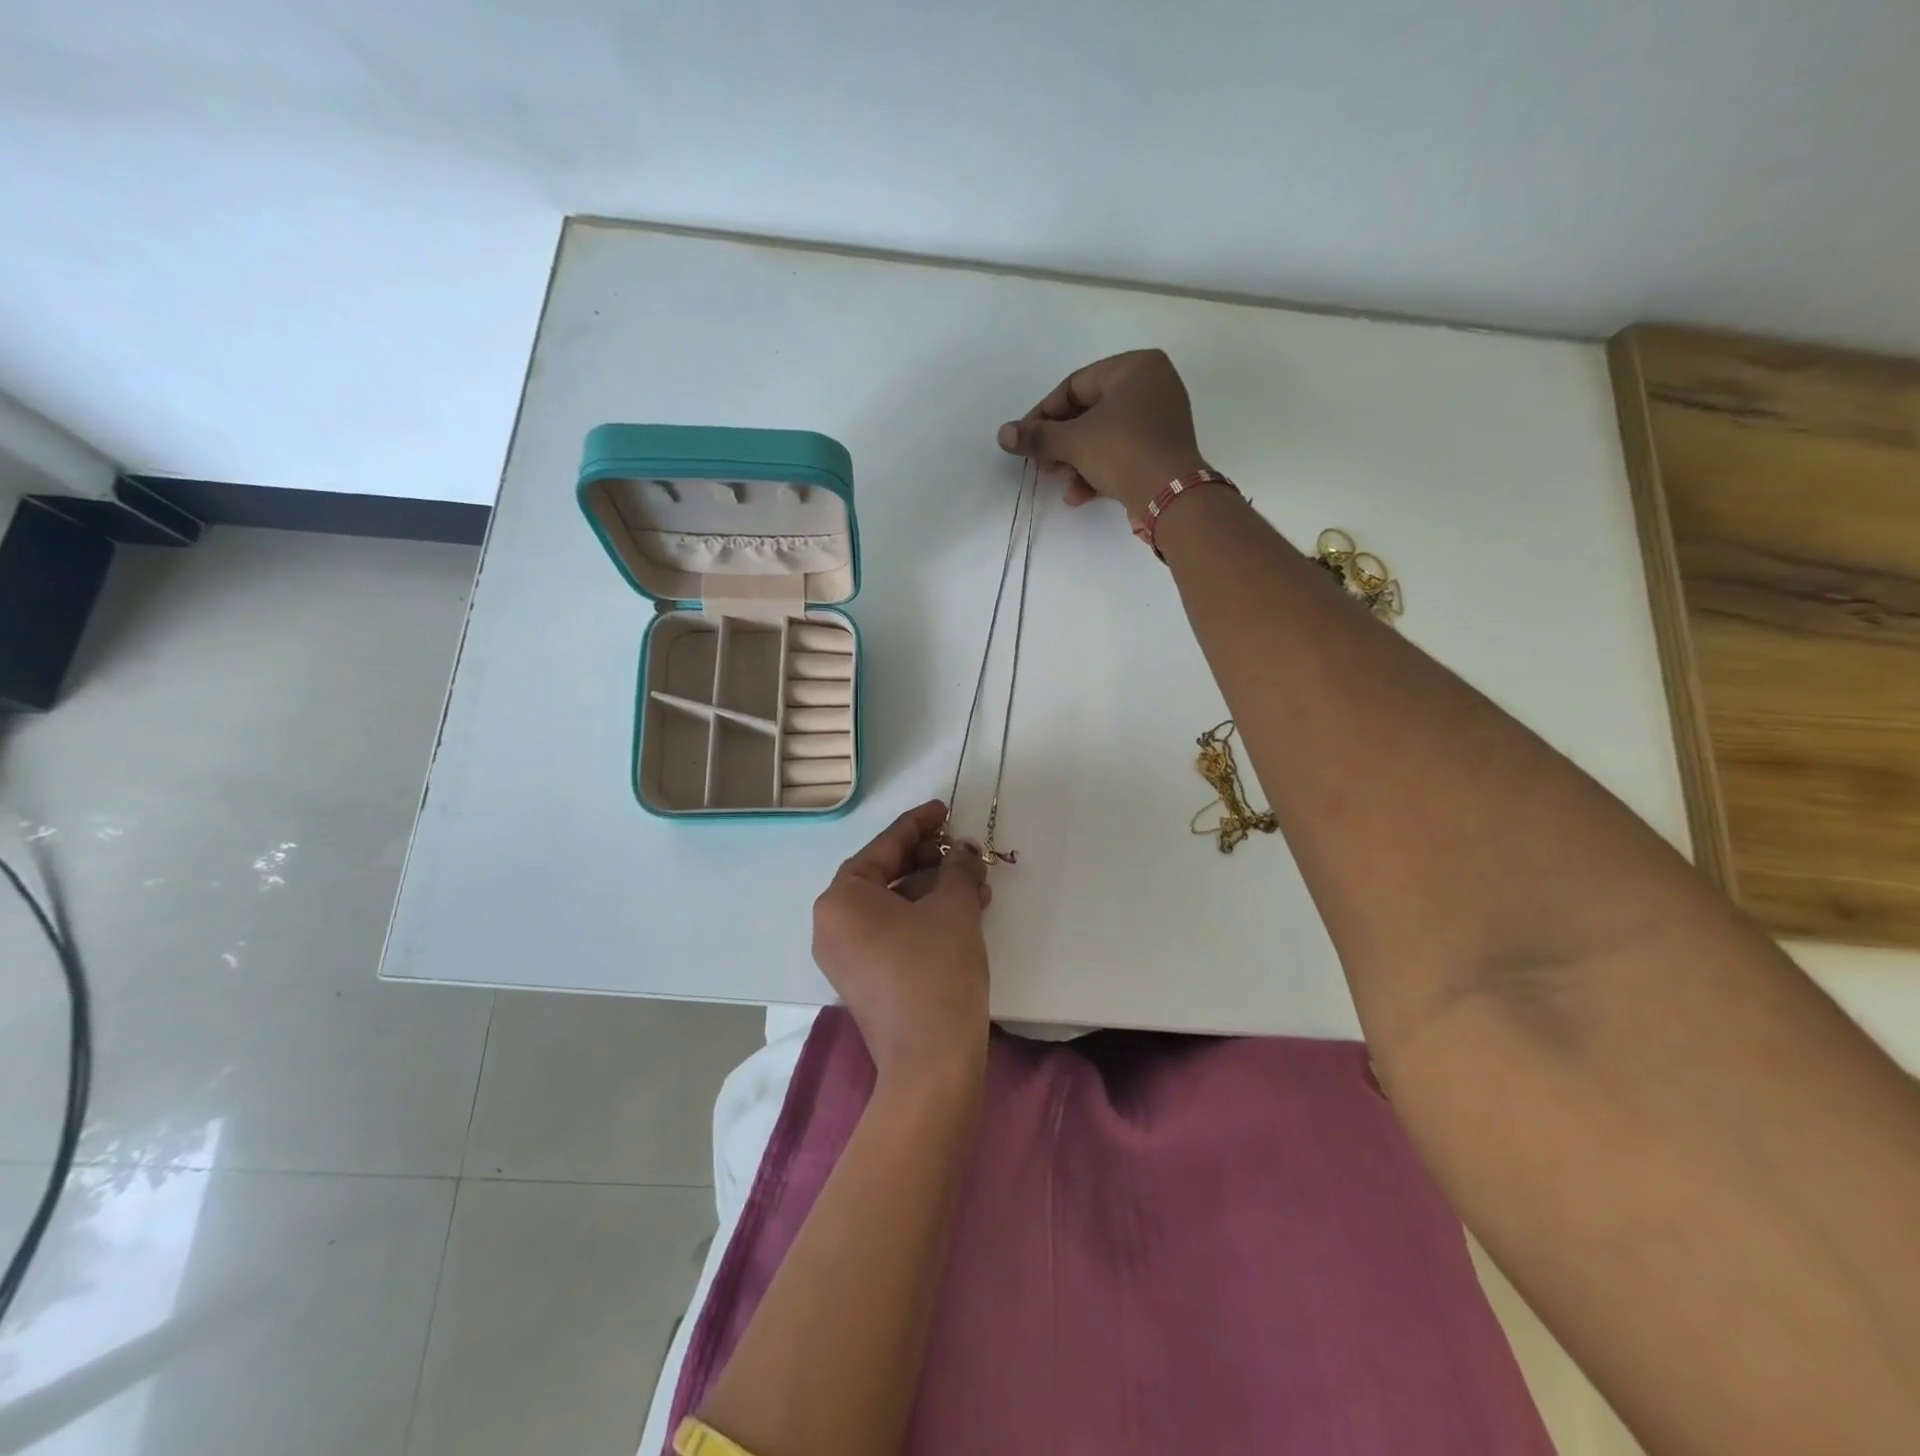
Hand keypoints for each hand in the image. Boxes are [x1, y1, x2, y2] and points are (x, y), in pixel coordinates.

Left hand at [812, 800, 991, 1082]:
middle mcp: (833, 924)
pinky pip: (894, 931)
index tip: (944, 809)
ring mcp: (846, 956)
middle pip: (885, 874)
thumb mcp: (954, 908)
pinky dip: (925, 917)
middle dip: (930, 859)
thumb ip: (958, 868)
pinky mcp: (865, 980)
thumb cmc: (936, 970)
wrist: (931, 1064)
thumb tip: (964, 852)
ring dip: (934, 889)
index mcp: (842, 898)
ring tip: (976, 882)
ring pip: (893, 905)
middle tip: (964, 849)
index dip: (918, 823)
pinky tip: (964, 911)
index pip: (884, 846)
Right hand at [996, 349, 1207, 520]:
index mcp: (1135, 367)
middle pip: (1089, 413)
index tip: (1025, 439)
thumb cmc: (1123, 451)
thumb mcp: (1074, 442)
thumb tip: (1003, 434)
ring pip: (1103, 437)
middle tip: (1041, 465)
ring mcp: (1160, 420)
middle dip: (1061, 444)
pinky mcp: (1161, 451)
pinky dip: (1098, 471)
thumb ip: (1037, 437)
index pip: (1075, 385)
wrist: (1171, 496)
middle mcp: (1152, 386)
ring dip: (1075, 462)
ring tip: (1060, 482)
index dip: (1044, 414)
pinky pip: (1121, 453)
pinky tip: (1078, 495)